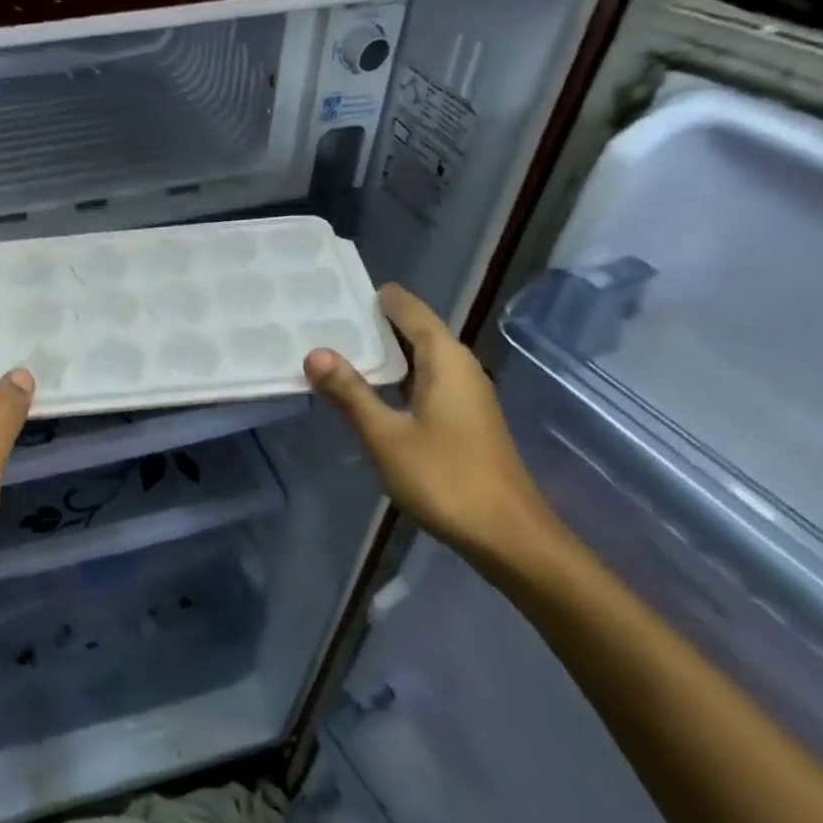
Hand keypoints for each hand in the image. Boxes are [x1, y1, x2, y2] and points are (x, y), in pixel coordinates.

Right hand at [303, 284, 560, 573]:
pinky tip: (371, 391)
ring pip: (421, 359)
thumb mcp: (386, 435)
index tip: (342, 287)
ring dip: (385, 353)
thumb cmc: (445, 478)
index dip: (382, 298)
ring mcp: (466, 396)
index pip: (411, 311)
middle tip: (328, 317)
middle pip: (417, 332)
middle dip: (377, 324)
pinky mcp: (465, 420)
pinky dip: (398, 378)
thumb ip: (350, 392)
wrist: (507, 535)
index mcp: (446, 361)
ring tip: (340, 348)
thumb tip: (315, 352)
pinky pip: (426, 382)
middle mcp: (461, 368)